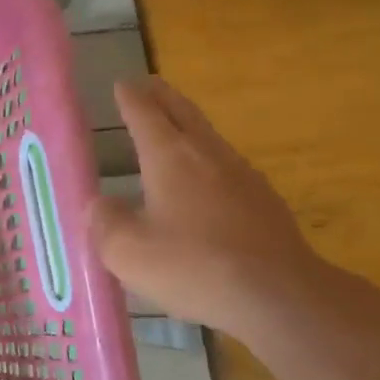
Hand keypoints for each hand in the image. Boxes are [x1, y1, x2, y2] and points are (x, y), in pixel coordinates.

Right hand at [88, 77, 331, 339]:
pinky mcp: (265, 203)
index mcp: (170, 157)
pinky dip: (208, 160)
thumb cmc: (193, 266)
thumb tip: (100, 205)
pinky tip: (207, 182)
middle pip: (184, 114)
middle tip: (149, 84)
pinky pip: (227, 167)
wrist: (279, 295)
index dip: (131, 98)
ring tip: (175, 128)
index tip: (122, 83)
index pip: (145, 115)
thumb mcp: (127, 251)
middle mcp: (208, 155)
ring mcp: (243, 176)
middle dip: (163, 97)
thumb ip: (106, 222)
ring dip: (189, 126)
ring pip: (209, 138)